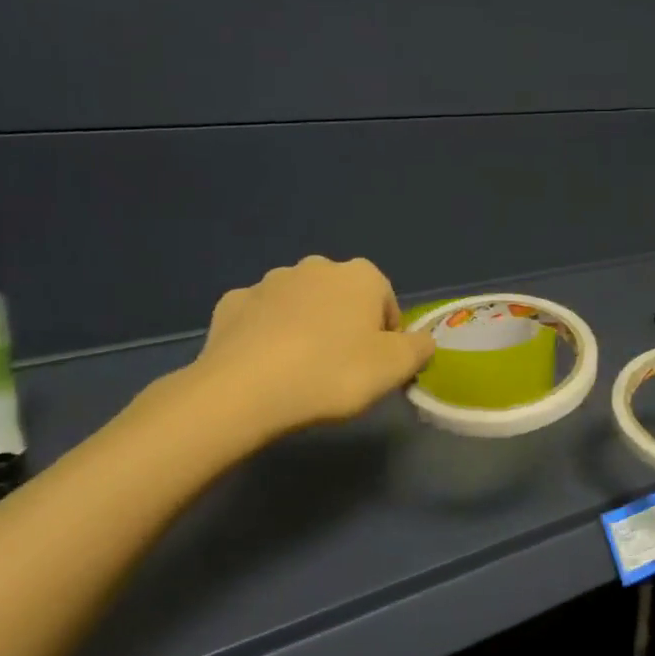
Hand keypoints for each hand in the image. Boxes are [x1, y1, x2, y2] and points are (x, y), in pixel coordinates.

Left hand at [180, 256, 436, 439]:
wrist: (245, 389)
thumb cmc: (333, 372)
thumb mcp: (395, 368)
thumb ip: (419, 349)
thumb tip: (423, 340)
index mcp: (360, 276)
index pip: (386, 301)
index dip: (387, 335)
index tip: (377, 366)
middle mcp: (315, 267)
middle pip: (342, 297)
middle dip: (345, 324)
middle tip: (341, 368)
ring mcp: (268, 282)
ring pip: (300, 304)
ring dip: (306, 326)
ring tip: (301, 369)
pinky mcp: (232, 302)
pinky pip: (261, 317)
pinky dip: (267, 334)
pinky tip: (265, 365)